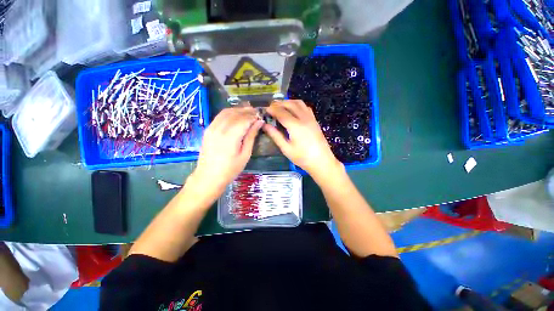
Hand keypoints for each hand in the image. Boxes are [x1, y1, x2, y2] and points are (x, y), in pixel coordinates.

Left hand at [190, 107, 262, 195]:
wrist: (208, 177)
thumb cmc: (230, 169)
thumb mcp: (245, 154)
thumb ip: (251, 136)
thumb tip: (259, 122)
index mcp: (231, 136)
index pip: (244, 119)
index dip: (254, 116)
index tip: (261, 117)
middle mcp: (220, 128)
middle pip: (235, 113)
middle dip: (247, 111)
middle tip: (256, 113)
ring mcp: (212, 128)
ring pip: (226, 112)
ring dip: (238, 110)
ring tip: (248, 112)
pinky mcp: (208, 129)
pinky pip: (219, 116)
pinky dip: (230, 113)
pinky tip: (236, 116)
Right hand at [263, 100, 342, 179]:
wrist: (322, 161)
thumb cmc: (302, 158)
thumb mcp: (286, 149)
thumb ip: (275, 135)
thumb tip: (265, 125)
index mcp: (295, 126)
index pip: (281, 112)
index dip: (272, 109)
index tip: (265, 110)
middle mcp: (304, 118)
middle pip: (290, 104)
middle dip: (279, 104)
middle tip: (271, 108)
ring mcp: (311, 118)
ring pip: (298, 103)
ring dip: (288, 102)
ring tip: (280, 107)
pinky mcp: (315, 120)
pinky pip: (305, 107)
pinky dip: (297, 105)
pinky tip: (293, 111)